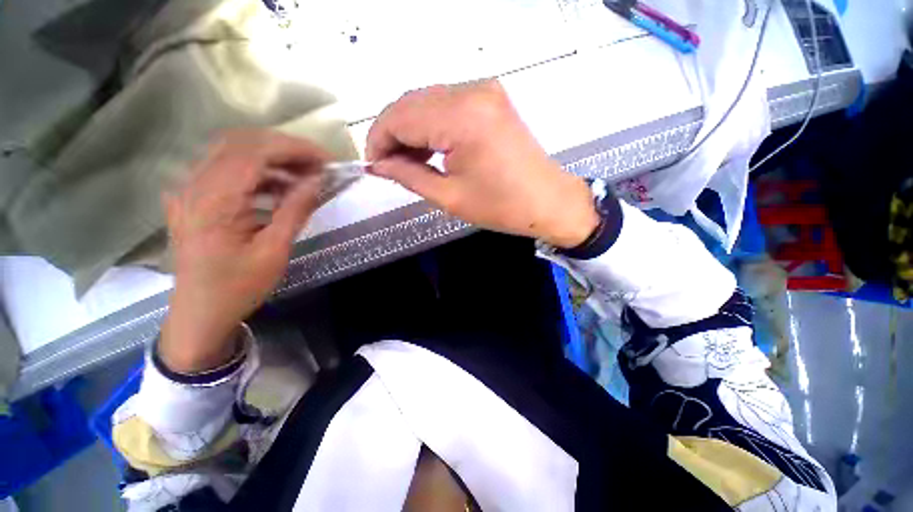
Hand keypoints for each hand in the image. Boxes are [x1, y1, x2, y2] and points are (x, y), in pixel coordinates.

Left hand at [160, 130, 328, 372]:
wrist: (199, 313)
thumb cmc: (238, 288)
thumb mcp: (274, 251)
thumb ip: (295, 210)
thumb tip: (318, 181)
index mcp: (212, 201)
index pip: (254, 152)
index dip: (294, 149)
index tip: (327, 160)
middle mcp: (193, 185)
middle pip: (241, 143)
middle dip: (285, 149)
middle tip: (318, 166)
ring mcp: (189, 189)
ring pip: (233, 153)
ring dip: (273, 159)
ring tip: (306, 176)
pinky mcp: (193, 197)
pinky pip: (227, 170)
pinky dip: (259, 172)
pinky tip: (280, 188)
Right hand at [366, 80, 598, 247]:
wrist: (548, 201)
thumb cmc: (501, 206)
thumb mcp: (449, 197)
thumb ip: (408, 175)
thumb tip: (379, 165)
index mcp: (461, 117)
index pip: (399, 117)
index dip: (378, 140)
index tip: (374, 165)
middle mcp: (472, 91)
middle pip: (410, 102)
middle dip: (392, 133)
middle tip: (388, 165)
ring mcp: (484, 90)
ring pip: (427, 101)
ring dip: (410, 128)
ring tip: (407, 160)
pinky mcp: (491, 98)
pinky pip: (447, 103)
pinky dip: (431, 123)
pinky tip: (428, 147)